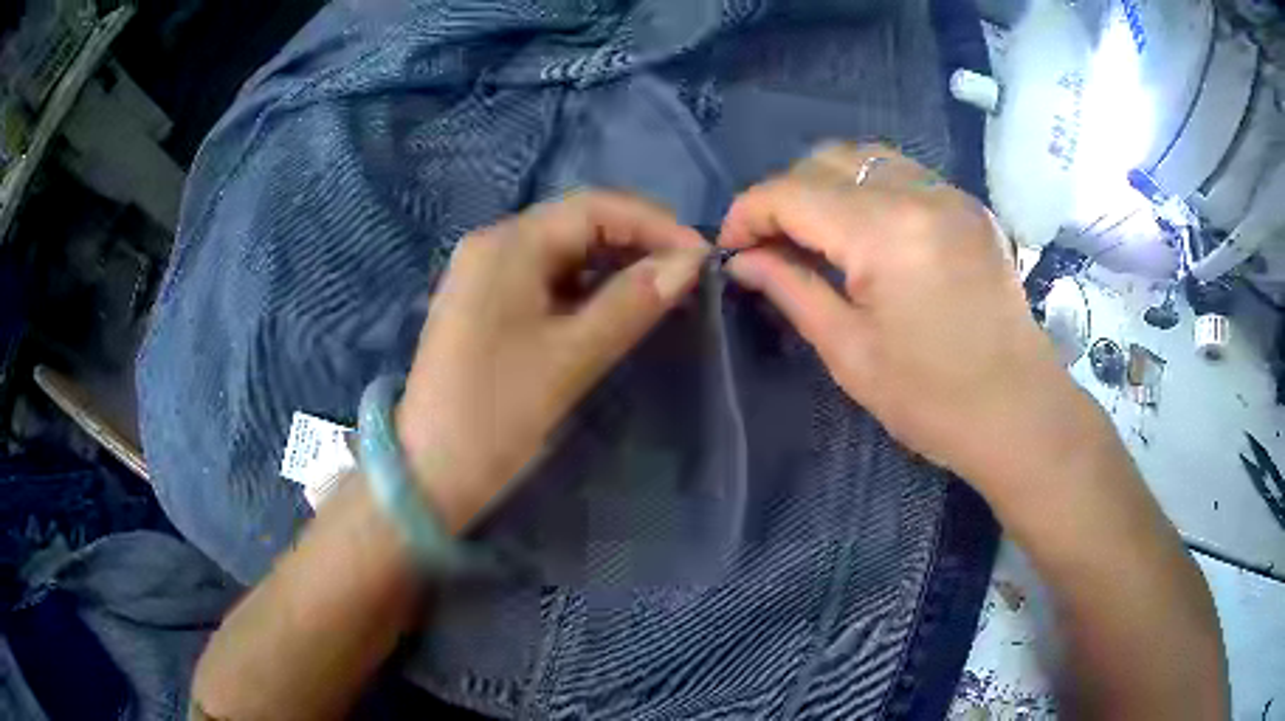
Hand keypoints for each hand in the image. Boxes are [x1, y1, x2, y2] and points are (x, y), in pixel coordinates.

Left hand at [397, 191, 708, 531]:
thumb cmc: (496, 414)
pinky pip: (546, 279)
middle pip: (576, 224)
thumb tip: (690, 263)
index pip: (592, 207)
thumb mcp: (570, 358)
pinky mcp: (486, 305)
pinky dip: (586, 288)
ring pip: (563, 252)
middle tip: (685, 276)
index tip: (700, 257)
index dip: (652, 223)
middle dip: (635, 242)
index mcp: (506, 246)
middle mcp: (492, 246)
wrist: (430, 474)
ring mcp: (485, 276)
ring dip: (613, 265)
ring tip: (660, 291)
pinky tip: (615, 307)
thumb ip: (632, 302)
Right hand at [719, 144, 1081, 491]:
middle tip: (772, 243)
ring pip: (866, 157)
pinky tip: (866, 231)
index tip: (732, 247)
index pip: (792, 192)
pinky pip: (904, 174)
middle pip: (827, 161)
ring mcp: (951, 194)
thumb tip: (744, 259)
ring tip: (815, 233)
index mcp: (885, 232)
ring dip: (827, 185)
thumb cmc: (933, 400)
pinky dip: (869, 189)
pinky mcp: (970, 207)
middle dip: (786, 194)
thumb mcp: (850, 352)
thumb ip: (792, 289)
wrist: (1020, 413)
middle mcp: (919, 193)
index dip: (748, 212)